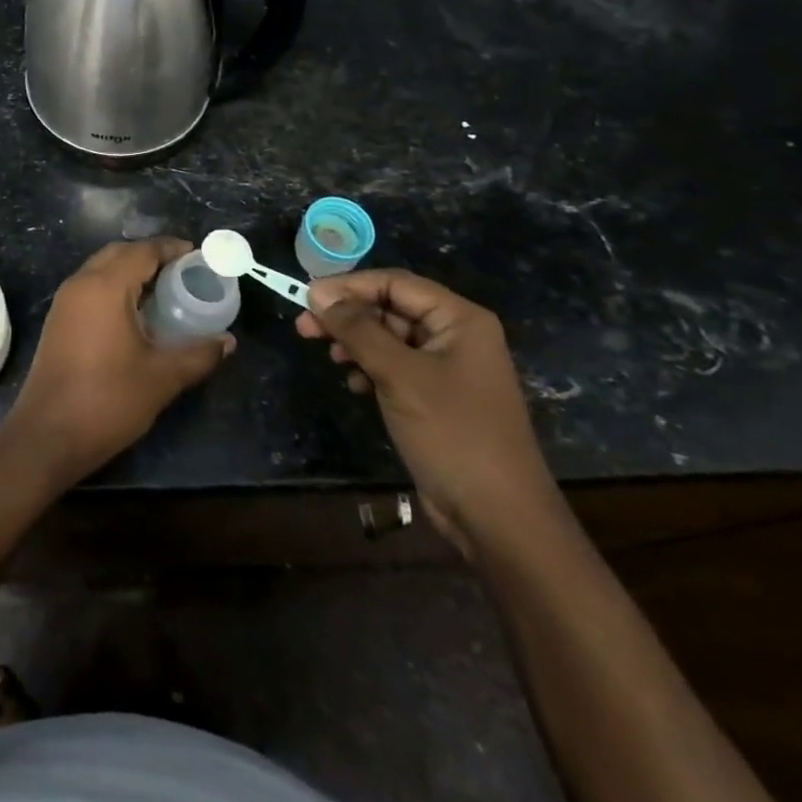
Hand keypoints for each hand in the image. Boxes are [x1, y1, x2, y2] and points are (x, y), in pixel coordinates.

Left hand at [8, 238, 233, 485]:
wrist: (47, 436)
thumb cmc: (107, 401)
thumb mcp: (162, 378)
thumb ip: (198, 354)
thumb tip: (227, 341)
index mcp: (105, 287)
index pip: (142, 251)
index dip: (172, 248)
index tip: (198, 256)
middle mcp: (80, 284)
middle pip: (119, 254)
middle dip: (151, 256)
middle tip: (183, 273)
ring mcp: (64, 302)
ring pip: (101, 270)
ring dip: (130, 272)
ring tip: (164, 292)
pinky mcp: (58, 321)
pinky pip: (90, 288)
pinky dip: (114, 288)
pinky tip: (135, 314)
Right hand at [297, 270, 560, 558]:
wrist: (498, 517)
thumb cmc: (452, 433)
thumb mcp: (399, 375)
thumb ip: (357, 329)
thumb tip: (317, 293)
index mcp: (460, 320)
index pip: (395, 283)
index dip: (349, 286)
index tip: (307, 297)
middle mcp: (456, 336)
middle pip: (390, 308)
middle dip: (348, 316)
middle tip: (304, 328)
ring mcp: (448, 368)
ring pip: (389, 338)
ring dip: (356, 343)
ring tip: (330, 358)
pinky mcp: (436, 397)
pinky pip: (395, 366)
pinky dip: (370, 368)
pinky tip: (355, 384)